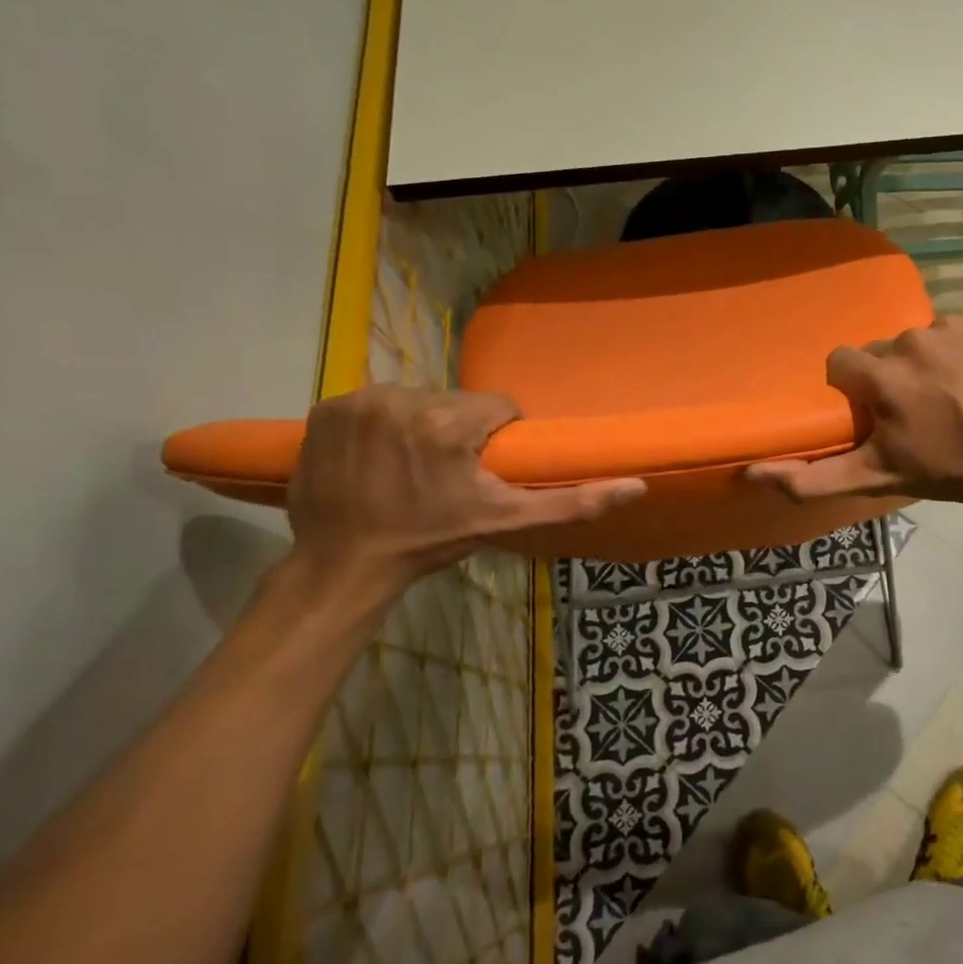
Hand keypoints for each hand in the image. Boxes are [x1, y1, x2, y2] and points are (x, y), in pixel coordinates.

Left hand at [287, 386, 643, 590]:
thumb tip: (636, 486)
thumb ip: (572, 503)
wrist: (344, 564)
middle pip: (454, 401)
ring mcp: (358, 402)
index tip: (482, 467)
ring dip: (419, 424)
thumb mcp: (505, 521)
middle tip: (447, 472)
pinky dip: (380, 423)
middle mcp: (401, 399)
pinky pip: (374, 403)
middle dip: (458, 429)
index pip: (496, 406)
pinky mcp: (326, 408)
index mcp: (447, 423)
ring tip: (410, 465)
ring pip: (415, 398)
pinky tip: (376, 457)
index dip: (496, 436)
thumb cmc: (429, 541)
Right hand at [746, 312, 962, 509]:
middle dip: (891, 378)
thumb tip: (752, 472)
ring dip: (928, 364)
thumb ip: (812, 479)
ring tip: (953, 397)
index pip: (841, 363)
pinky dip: (962, 350)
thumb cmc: (950, 471)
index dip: (854, 389)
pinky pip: (958, 330)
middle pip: (882, 351)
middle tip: (918, 412)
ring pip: (921, 340)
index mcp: (882, 376)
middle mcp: (912, 340)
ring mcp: (954, 326)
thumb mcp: (877, 479)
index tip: (875, 413)